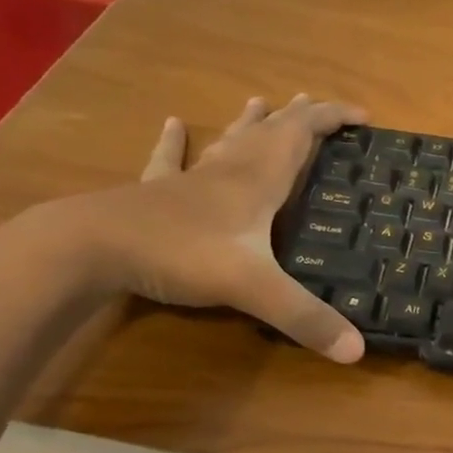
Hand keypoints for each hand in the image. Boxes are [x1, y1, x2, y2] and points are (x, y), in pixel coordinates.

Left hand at [54, 93, 368, 362]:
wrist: (88, 248)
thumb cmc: (180, 254)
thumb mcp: (253, 289)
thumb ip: (305, 318)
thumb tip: (357, 351)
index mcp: (258, 180)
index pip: (302, 134)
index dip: (333, 118)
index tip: (364, 115)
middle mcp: (229, 171)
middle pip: (270, 132)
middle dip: (299, 117)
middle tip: (318, 105)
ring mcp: (189, 180)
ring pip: (228, 141)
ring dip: (250, 121)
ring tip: (263, 101)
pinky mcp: (156, 193)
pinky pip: (171, 160)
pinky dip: (176, 142)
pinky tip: (172, 124)